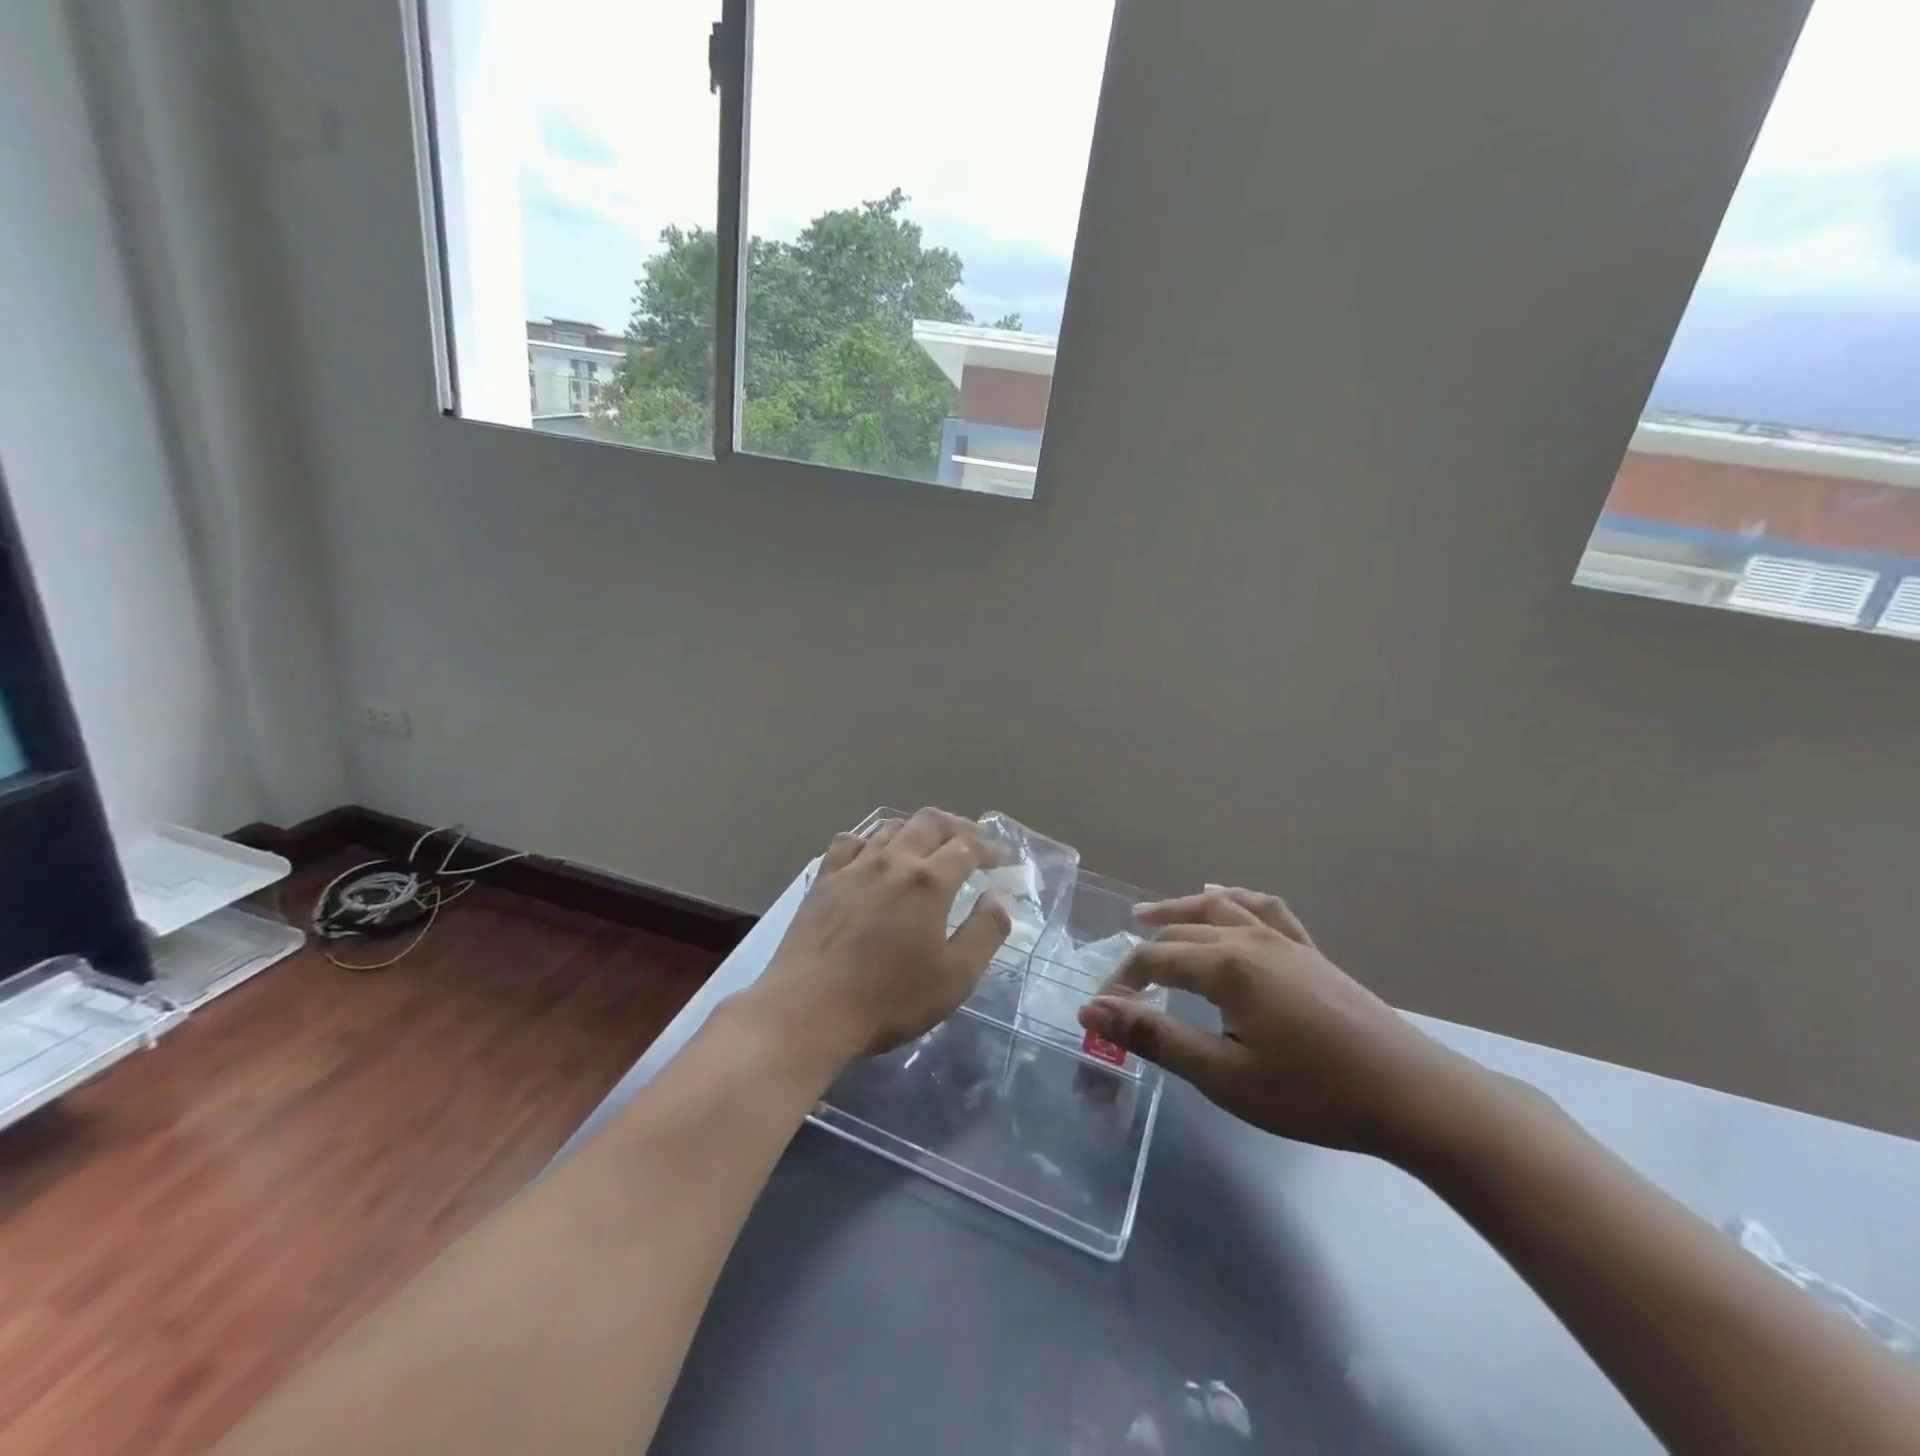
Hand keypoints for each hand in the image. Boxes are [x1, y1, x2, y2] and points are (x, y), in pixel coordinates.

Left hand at [755, 808, 1012, 1065]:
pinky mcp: (824, 879)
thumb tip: (996, 898)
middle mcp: (893, 861)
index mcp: (929, 881)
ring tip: (927, 844)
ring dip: (916, 829)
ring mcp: (854, 866)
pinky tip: (872, 854)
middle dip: (956, 826)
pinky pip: (850, 842)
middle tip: (971, 841)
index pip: (967, 846)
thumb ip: (984, 933)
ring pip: (890, 827)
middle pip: (929, 822)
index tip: (1001, 858)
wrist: (808, 1009)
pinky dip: (870, 840)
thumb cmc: (889, 999)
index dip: (988, 847)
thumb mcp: (955, 978)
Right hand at [1077, 887, 1475, 1160]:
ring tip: (1149, 916)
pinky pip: (1263, 908)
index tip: (1103, 1011)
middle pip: (1181, 933)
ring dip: (1179, 911)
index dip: (1122, 981)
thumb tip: (1091, 1010)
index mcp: (1225, 965)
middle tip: (1122, 987)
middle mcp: (1248, 938)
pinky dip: (1234, 899)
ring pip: (1217, 908)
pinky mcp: (1308, 950)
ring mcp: (1283, 939)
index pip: (1154, 959)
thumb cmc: (1313, 1092)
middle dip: (1144, 954)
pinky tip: (1224, 897)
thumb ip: (1155, 1037)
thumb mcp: (1225, 1075)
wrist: (1413, 1096)